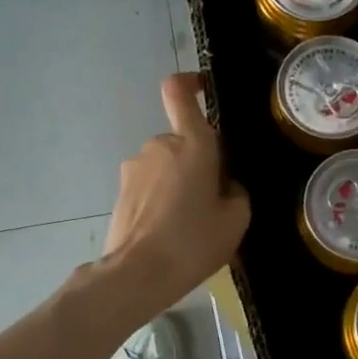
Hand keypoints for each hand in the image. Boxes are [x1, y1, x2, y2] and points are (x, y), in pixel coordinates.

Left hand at [103, 73, 251, 313]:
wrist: (138, 275)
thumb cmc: (193, 241)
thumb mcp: (236, 219)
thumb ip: (236, 192)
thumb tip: (225, 186)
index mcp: (192, 143)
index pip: (178, 92)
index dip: (189, 83)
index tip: (202, 91)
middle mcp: (159, 145)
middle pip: (182, 140)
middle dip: (197, 161)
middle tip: (212, 198)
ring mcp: (134, 168)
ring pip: (165, 165)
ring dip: (178, 183)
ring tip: (189, 223)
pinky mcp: (121, 191)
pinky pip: (149, 186)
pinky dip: (160, 200)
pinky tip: (168, 232)